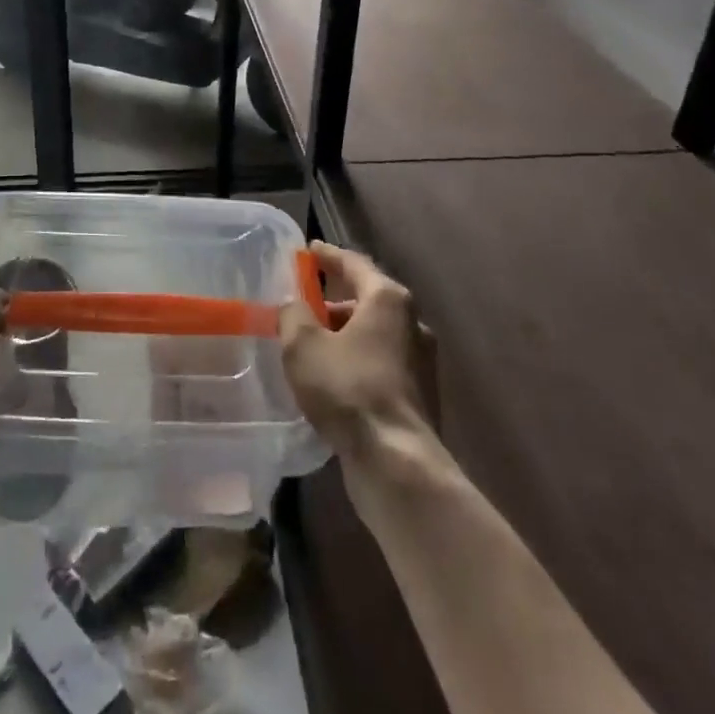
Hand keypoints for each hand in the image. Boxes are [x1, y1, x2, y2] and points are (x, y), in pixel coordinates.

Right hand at [280, 242, 435, 466]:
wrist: (397, 463)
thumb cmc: (348, 389)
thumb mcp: (303, 345)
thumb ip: (293, 315)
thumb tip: (294, 306)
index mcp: (388, 300)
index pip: (354, 264)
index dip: (328, 256)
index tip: (309, 250)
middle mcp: (412, 323)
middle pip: (367, 300)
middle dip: (333, 303)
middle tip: (303, 307)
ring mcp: (421, 361)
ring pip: (374, 335)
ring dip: (344, 335)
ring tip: (312, 348)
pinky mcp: (420, 395)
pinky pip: (381, 364)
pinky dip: (357, 362)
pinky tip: (333, 380)